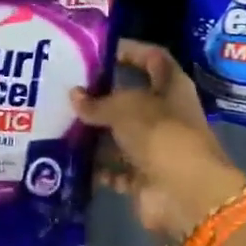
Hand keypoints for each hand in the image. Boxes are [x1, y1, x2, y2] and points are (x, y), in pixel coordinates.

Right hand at [71, 40, 245, 243]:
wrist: (185, 195)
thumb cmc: (161, 135)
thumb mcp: (125, 109)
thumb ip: (98, 102)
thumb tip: (74, 96)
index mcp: (171, 88)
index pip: (152, 58)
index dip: (130, 51)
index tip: (98, 50)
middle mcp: (165, 115)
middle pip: (131, 99)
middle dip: (101, 96)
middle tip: (67, 89)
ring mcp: (155, 148)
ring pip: (119, 136)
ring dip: (94, 133)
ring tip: (60, 122)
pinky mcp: (143, 178)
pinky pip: (114, 169)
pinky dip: (96, 167)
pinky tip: (68, 158)